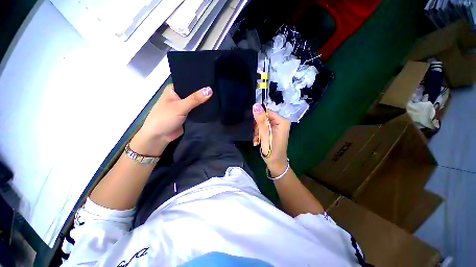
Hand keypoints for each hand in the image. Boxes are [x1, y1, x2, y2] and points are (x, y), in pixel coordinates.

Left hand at [130, 84, 211, 155]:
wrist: (160, 137)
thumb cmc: (165, 118)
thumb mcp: (180, 107)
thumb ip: (195, 99)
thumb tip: (210, 90)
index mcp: (174, 90)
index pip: (189, 82)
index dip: (200, 82)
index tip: (212, 80)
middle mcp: (179, 96)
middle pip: (194, 92)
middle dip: (203, 93)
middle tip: (217, 88)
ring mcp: (184, 106)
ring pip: (196, 102)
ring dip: (204, 102)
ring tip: (218, 96)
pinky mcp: (188, 115)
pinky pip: (197, 110)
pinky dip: (203, 109)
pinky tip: (213, 106)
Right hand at [252, 104, 290, 176]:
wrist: (275, 163)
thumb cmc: (271, 150)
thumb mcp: (265, 134)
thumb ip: (260, 120)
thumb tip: (256, 105)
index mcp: (282, 121)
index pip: (266, 112)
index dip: (259, 120)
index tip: (255, 129)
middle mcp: (281, 122)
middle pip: (264, 118)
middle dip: (258, 127)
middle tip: (257, 137)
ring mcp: (277, 127)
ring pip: (262, 123)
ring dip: (257, 132)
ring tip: (257, 140)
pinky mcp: (274, 131)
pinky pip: (264, 128)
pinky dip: (259, 134)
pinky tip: (258, 140)